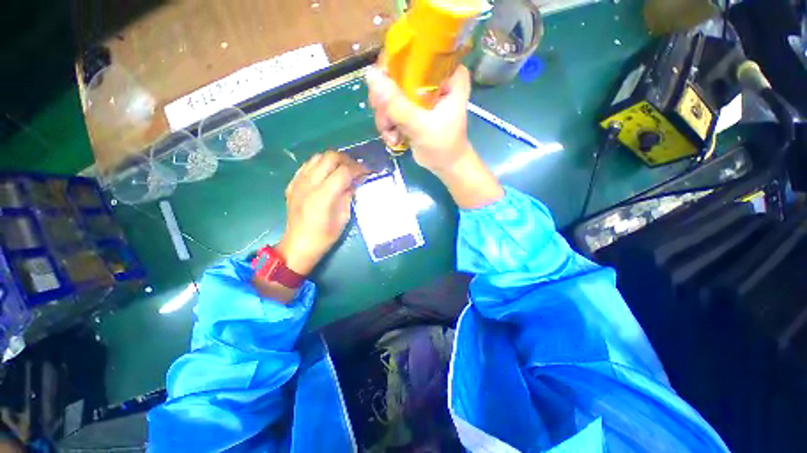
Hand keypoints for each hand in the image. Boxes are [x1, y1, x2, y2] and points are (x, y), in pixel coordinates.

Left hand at [277, 151, 367, 275]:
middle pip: (330, 157)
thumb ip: (349, 195)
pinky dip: (320, 165)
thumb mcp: (344, 217)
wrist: (299, 244)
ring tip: (342, 169)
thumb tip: (356, 181)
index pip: (344, 171)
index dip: (359, 168)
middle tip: (356, 169)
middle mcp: (309, 184)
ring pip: (318, 157)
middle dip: (347, 160)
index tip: (367, 171)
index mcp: (324, 195)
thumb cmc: (325, 235)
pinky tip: (326, 174)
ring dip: (333, 160)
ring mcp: (298, 182)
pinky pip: (307, 165)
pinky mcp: (293, 183)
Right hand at [366, 64, 474, 174]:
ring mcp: (421, 92)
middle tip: (385, 120)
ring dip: (386, 117)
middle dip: (386, 101)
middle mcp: (434, 77)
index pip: (415, 53)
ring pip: (390, 92)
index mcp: (448, 73)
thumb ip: (397, 105)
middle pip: (397, 73)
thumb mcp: (421, 127)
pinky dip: (389, 123)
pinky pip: (391, 106)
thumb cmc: (443, 146)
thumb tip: (370, 75)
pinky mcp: (413, 106)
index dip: (392, 67)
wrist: (446, 166)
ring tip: (392, 136)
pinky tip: (394, 138)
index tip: (381, 91)